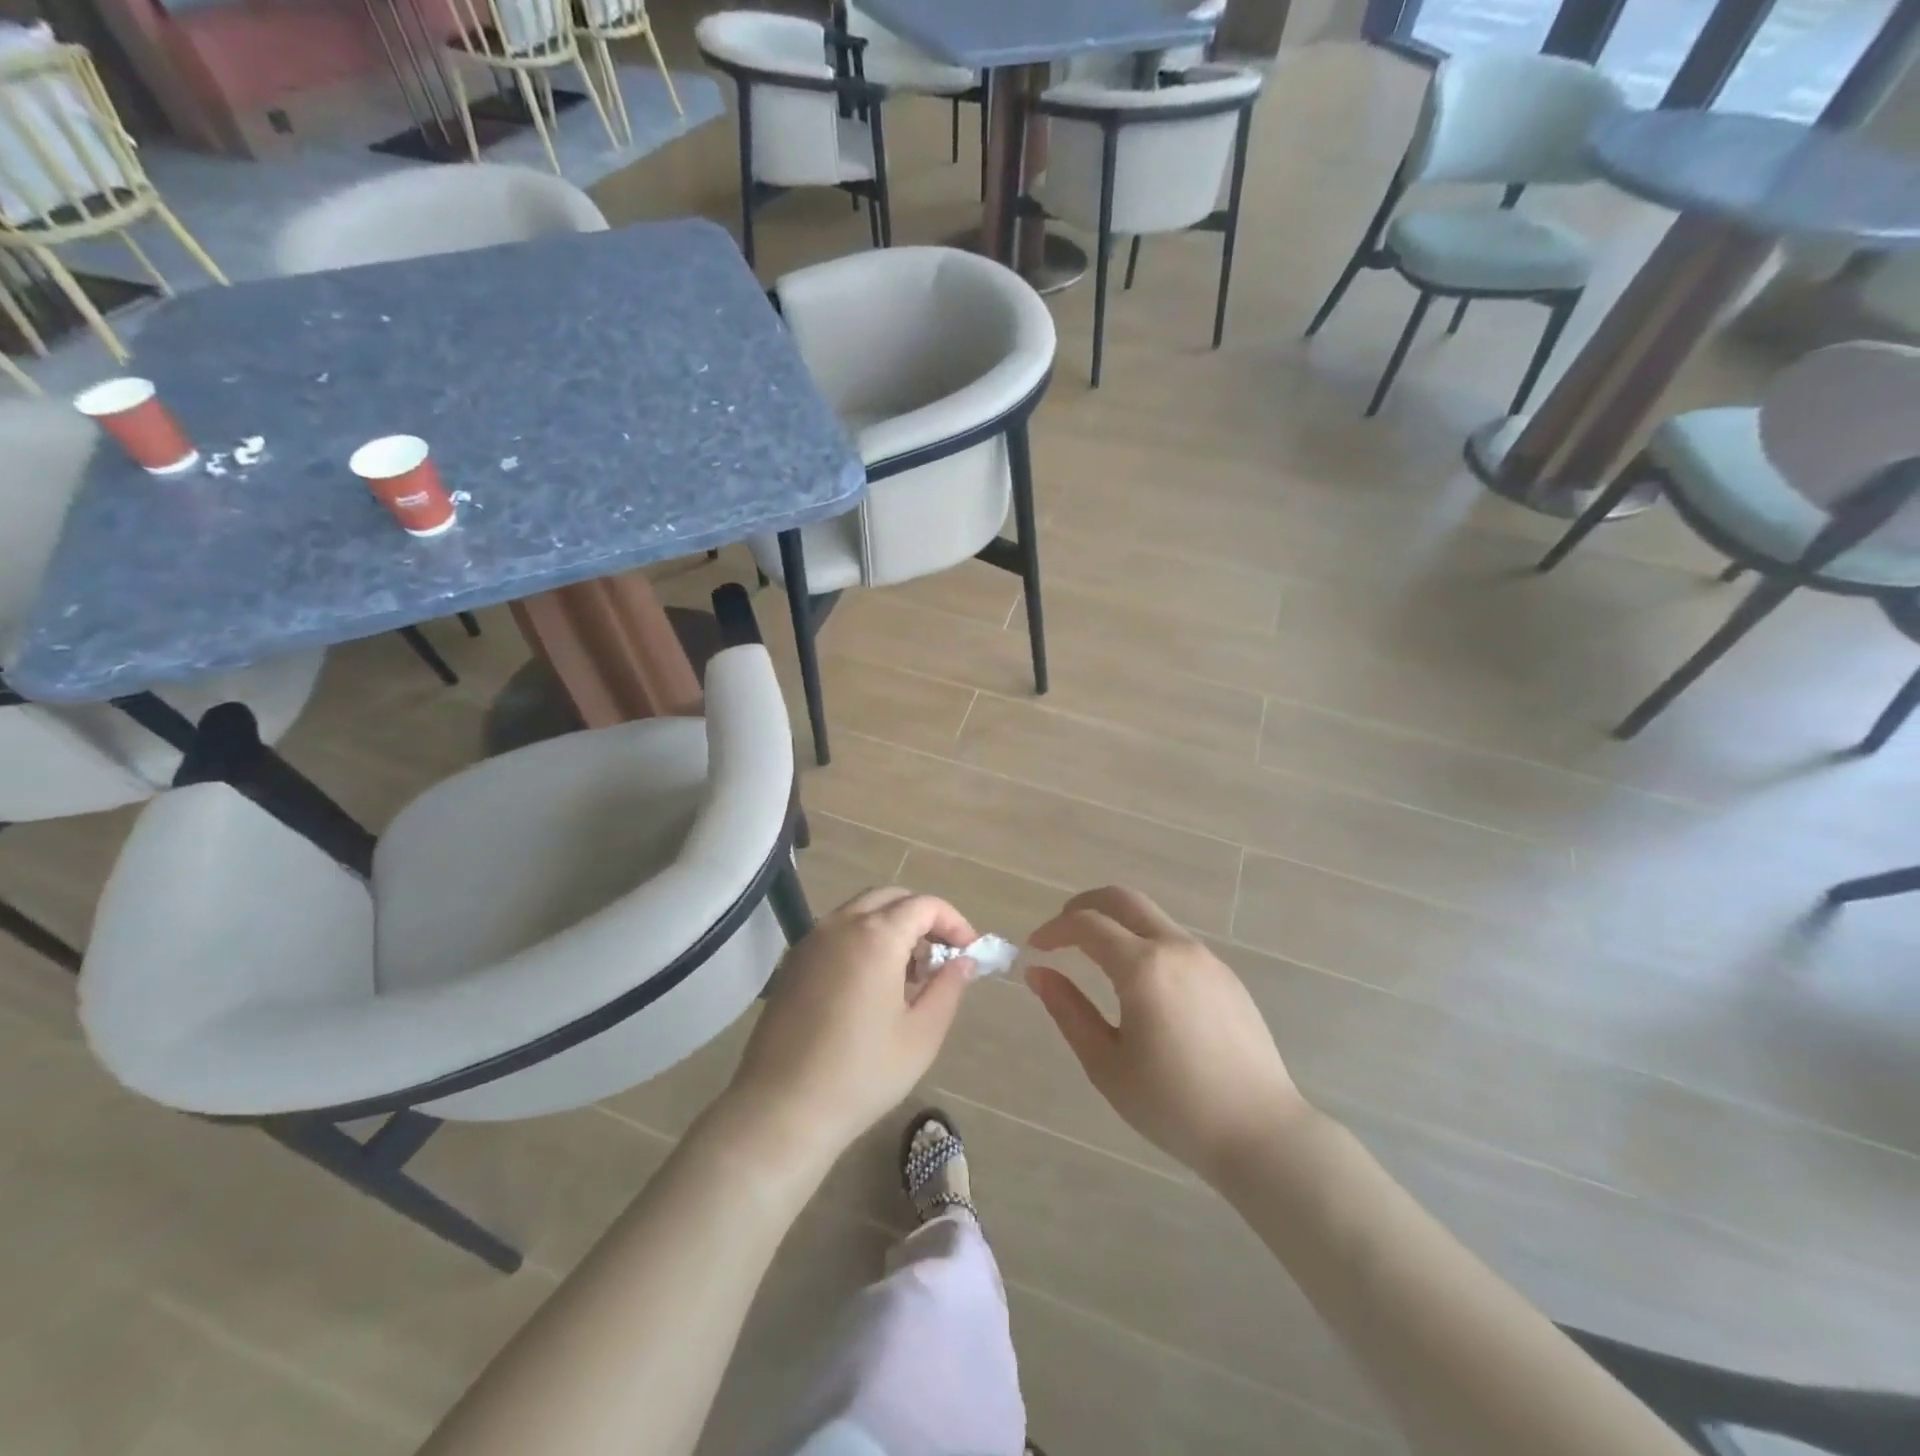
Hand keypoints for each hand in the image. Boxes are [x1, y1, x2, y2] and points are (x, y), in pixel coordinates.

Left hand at [724, 888, 977, 1169]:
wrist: (781, 1109)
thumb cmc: (861, 1074)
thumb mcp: (921, 1035)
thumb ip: (948, 987)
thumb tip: (963, 960)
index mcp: (876, 936)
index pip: (924, 905)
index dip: (953, 922)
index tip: (969, 952)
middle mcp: (841, 924)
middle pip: (891, 898)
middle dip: (922, 918)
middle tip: (940, 957)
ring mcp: (812, 940)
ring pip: (861, 911)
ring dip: (892, 926)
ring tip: (908, 974)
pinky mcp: (793, 961)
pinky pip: (837, 931)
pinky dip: (864, 938)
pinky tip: (871, 984)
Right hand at [1027, 886, 1306, 1184]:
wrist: (1261, 1132)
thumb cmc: (1173, 1106)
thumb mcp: (1106, 1064)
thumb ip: (1068, 1011)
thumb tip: (1038, 973)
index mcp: (1143, 967)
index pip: (1087, 924)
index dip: (1054, 929)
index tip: (1035, 947)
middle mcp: (1175, 948)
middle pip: (1122, 899)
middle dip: (1084, 905)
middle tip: (1061, 931)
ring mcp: (1206, 958)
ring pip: (1151, 917)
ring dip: (1117, 922)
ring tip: (1095, 955)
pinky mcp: (1225, 975)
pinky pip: (1175, 941)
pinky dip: (1145, 941)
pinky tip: (1140, 982)